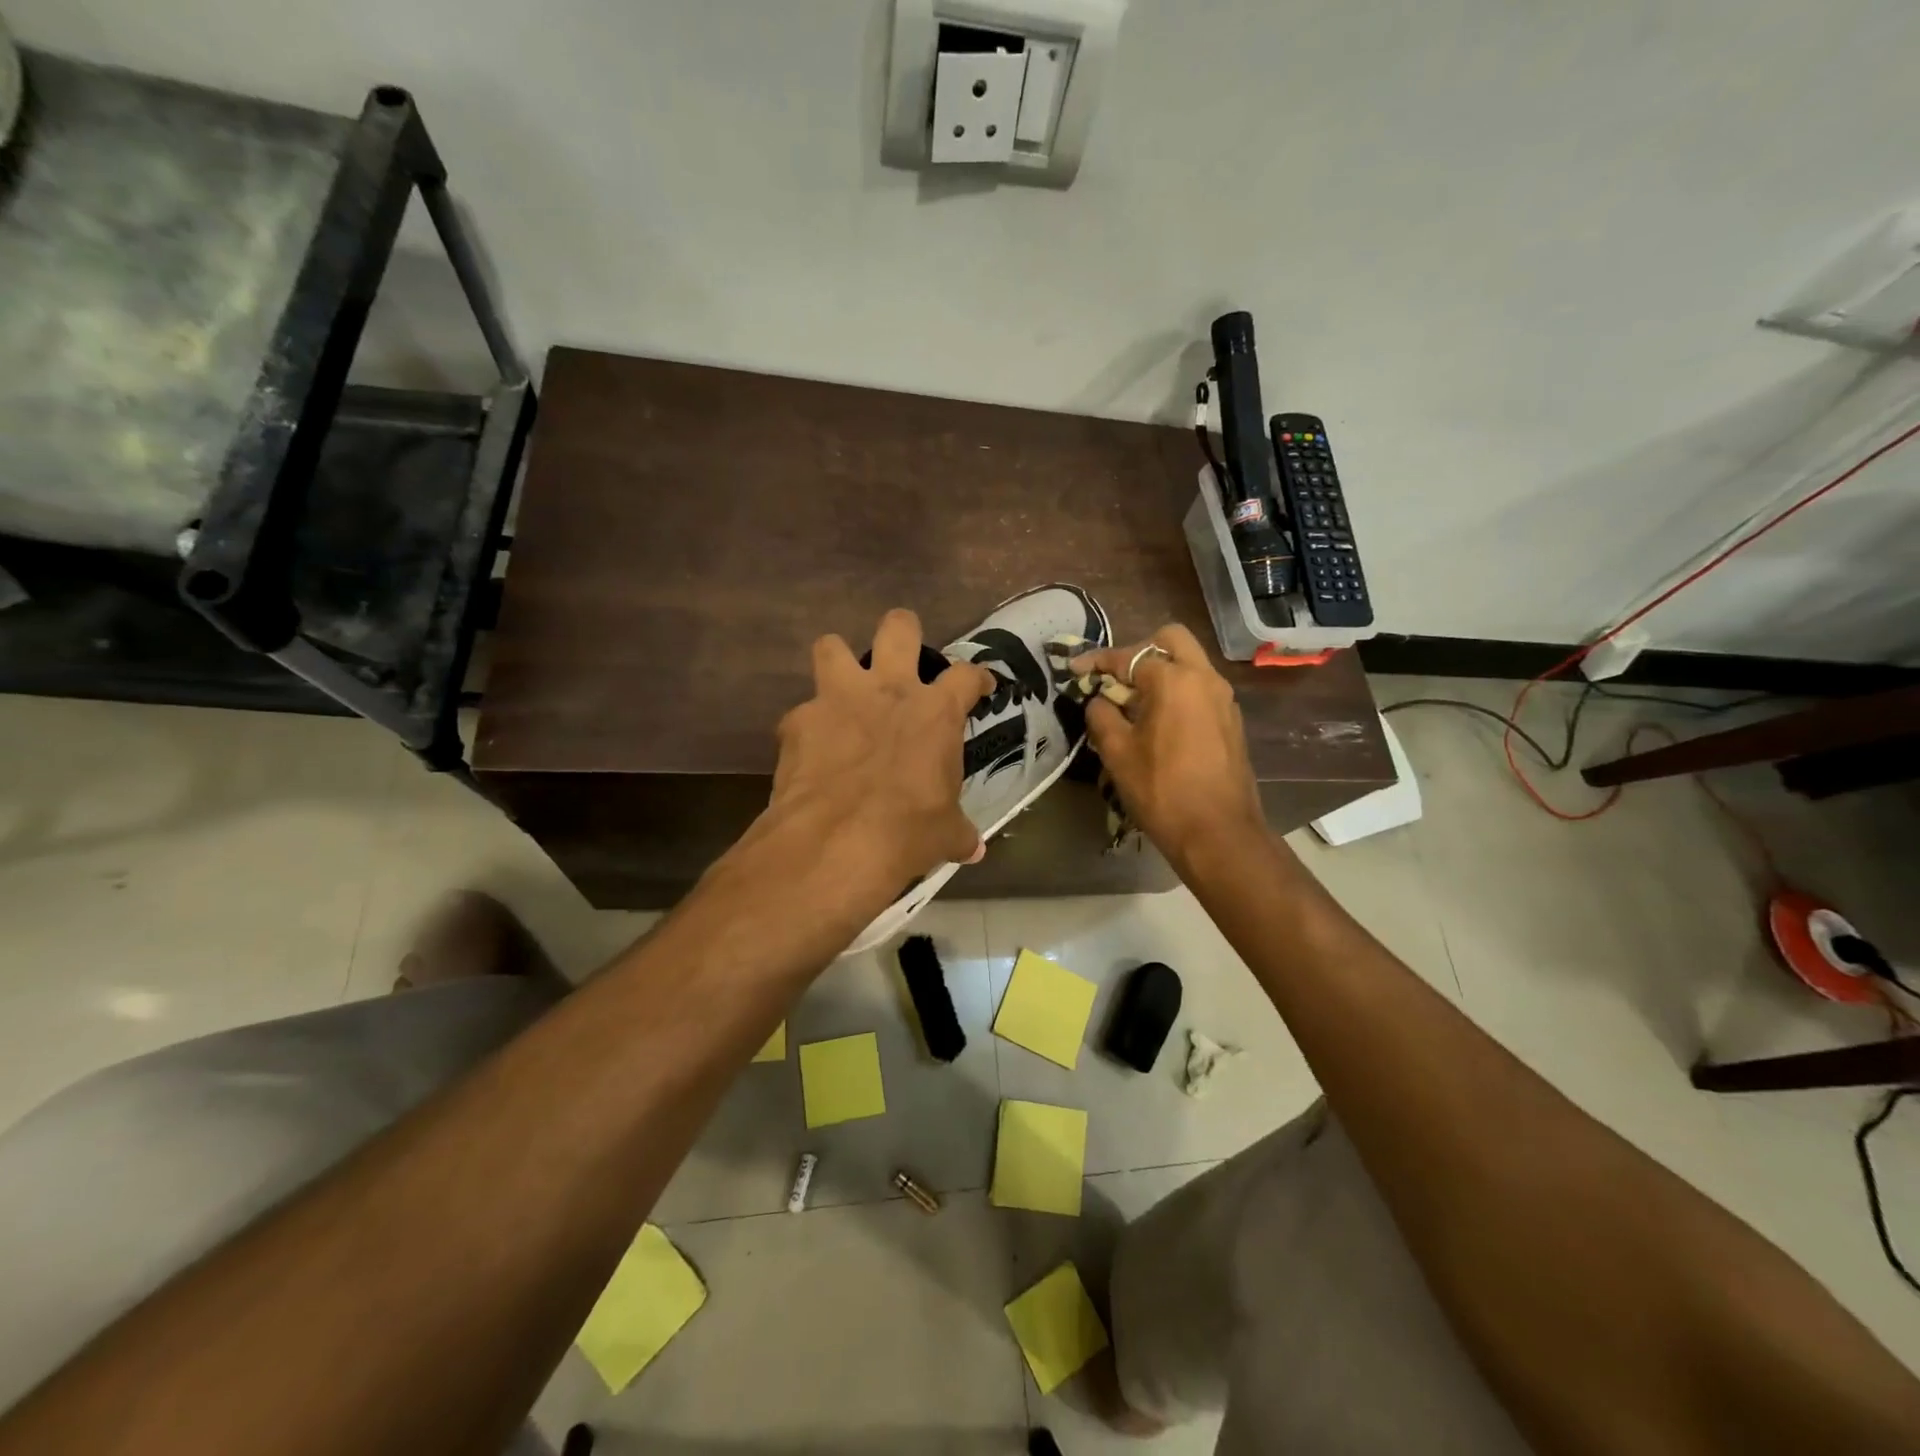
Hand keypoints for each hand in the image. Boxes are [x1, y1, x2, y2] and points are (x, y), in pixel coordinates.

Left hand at [760, 609, 991, 899]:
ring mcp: (838, 699)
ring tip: (842, 687)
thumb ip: (959, 831)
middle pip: (899, 628)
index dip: (977, 679)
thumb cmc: (909, 832)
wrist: (838, 842)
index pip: (967, 675)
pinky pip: (802, 713)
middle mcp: (888, 690)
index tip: (980, 687)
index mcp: (935, 712)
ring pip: (831, 646)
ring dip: (838, 661)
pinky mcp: (798, 721)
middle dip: (903, 631)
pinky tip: (811, 754)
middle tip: (903, 654)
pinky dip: (808, 728)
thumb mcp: (945, 834)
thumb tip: (974, 849)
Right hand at [1071, 624, 1265, 868]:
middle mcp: (1204, 678)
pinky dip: (1178, 692)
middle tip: (1117, 679)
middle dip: (1139, 652)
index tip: (1075, 669)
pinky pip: (1201, 689)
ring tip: (1134, 704)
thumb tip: (1099, 700)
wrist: (1218, 833)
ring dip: (1161, 672)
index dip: (1097, 661)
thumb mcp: (1117, 753)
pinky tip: (1160, 723)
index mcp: (1174, 680)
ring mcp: (1224, 699)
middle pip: (1170, 641)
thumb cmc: (1162, 790)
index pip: (1129, 657)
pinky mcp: (1231, 721)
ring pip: (1190, 664)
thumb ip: (1102, 716)